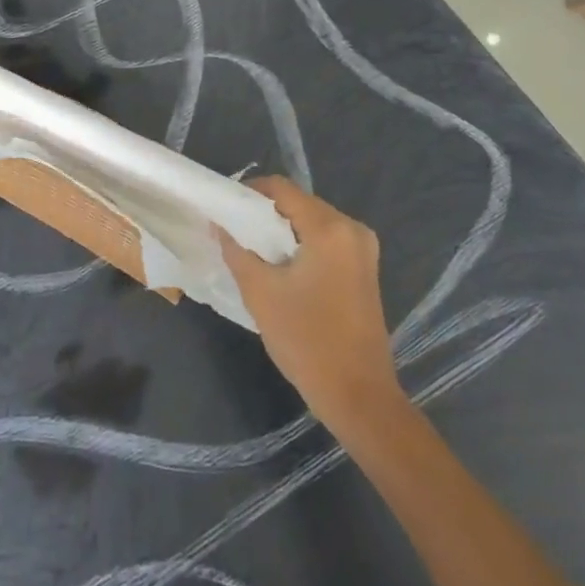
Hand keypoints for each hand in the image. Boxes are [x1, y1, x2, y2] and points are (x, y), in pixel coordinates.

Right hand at [217, 177, 404, 429]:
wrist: (359, 396)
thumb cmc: (307, 340)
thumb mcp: (261, 293)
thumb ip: (237, 251)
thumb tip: (219, 225)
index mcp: (329, 228)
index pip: (282, 189)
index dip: (250, 192)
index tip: (225, 207)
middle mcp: (352, 229)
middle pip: (299, 203)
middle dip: (265, 213)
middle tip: (234, 231)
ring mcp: (363, 250)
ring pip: (312, 223)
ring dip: (283, 231)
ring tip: (252, 249)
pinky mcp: (365, 269)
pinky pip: (326, 241)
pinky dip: (301, 246)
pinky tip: (281, 267)